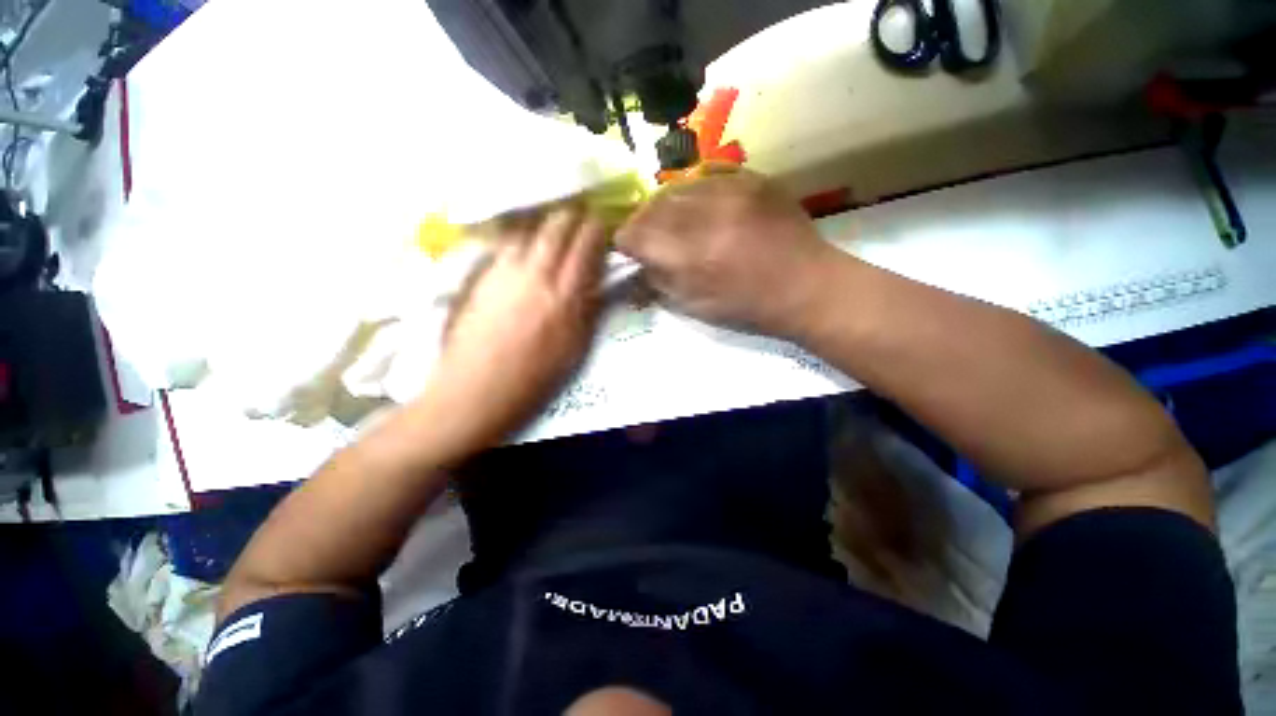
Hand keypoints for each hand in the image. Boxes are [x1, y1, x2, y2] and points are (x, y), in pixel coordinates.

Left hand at [422, 207, 606, 450]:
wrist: (477, 388)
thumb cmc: (535, 377)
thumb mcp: (575, 348)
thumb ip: (588, 309)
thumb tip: (596, 281)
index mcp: (565, 295)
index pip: (585, 244)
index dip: (596, 228)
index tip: (602, 226)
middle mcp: (536, 273)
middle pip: (556, 225)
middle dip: (571, 216)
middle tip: (579, 219)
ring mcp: (504, 271)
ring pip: (528, 228)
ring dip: (544, 224)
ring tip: (551, 229)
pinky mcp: (481, 275)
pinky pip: (504, 243)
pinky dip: (519, 236)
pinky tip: (523, 245)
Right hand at [615, 168, 840, 337]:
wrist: (806, 286)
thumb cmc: (748, 307)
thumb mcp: (695, 306)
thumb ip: (659, 281)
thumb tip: (637, 263)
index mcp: (692, 256)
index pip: (636, 235)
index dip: (625, 241)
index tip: (626, 248)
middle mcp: (708, 216)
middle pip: (652, 207)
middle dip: (641, 222)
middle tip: (645, 235)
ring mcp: (732, 191)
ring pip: (676, 188)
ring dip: (665, 206)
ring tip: (670, 221)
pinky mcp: (752, 179)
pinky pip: (706, 178)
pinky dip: (693, 194)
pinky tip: (698, 208)